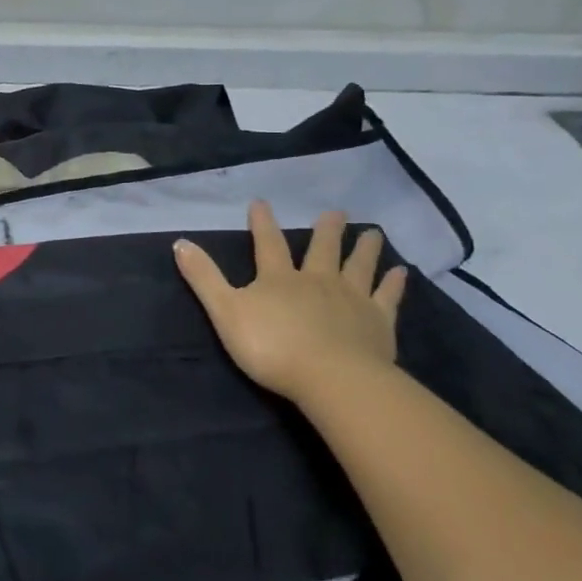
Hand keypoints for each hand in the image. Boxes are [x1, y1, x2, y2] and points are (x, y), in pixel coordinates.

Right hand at [174, 204, 407, 400]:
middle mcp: (317, 280)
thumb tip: (179, 242)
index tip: (261, 203)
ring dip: (364, 248)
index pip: (268, 244)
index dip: (263, 223)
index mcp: (279, 279)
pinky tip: (402, 272)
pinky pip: (387, 297)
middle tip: (336, 212)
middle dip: (326, 230)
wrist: (331, 378)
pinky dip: (394, 283)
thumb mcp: (225, 311)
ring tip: (372, 232)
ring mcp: (351, 299)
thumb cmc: (272, 347)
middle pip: (322, 249)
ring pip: (358, 266)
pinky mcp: (378, 322)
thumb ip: (204, 278)